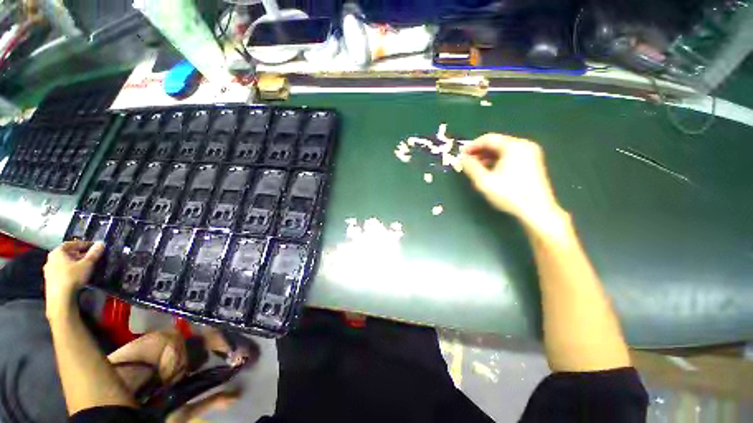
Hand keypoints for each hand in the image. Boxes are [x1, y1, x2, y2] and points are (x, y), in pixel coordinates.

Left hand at [44, 241, 104, 316]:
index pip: (71, 243)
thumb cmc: (73, 277)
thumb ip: (94, 253)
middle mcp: (50, 259)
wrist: (60, 299)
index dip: (83, 244)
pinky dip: (69, 270)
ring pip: (63, 263)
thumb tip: (101, 243)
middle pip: (66, 253)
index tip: (94, 247)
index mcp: (57, 252)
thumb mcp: (87, 264)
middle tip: (90, 257)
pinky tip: (76, 275)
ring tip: (84, 266)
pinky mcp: (50, 280)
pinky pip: (61, 271)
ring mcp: (49, 270)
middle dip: (79, 254)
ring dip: (74, 263)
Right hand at [461, 134, 566, 229]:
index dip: (472, 146)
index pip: (488, 139)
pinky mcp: (532, 162)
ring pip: (503, 150)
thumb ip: (471, 167)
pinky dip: (498, 160)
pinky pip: (511, 156)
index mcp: (514, 146)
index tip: (461, 154)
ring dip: (487, 156)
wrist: (536, 210)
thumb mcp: (484, 181)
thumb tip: (462, 158)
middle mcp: (524, 145)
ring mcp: (530, 153)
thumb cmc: (509, 194)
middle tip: (467, 161)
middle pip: (497, 143)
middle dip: (479, 151)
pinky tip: (490, 170)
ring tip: (475, 167)